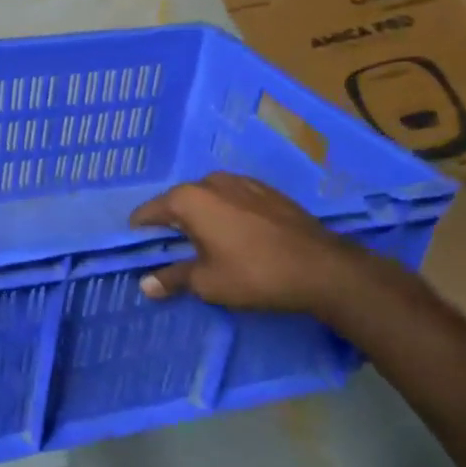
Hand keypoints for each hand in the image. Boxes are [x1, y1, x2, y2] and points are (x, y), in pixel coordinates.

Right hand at [128, 172, 394, 318]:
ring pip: (207, 199)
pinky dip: (228, 214)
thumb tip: (146, 285)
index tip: (145, 254)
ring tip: (212, 246)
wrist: (324, 269)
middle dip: (173, 226)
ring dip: (202, 218)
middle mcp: (210, 181)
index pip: (147, 213)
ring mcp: (241, 181)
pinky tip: (241, 238)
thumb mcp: (207, 283)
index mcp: (188, 199)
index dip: (141, 235)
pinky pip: (233, 199)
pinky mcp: (267, 190)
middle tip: (180, 254)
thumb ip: (172, 278)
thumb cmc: (254, 274)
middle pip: (177, 203)